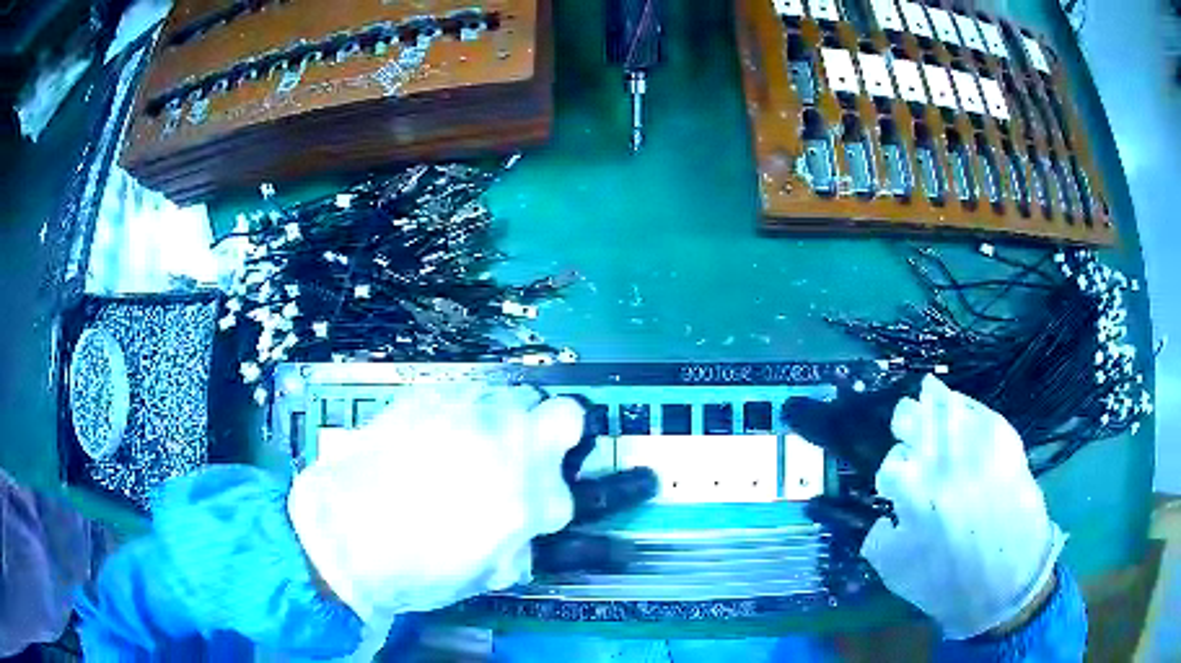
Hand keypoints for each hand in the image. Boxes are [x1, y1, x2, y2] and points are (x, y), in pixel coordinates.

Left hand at [287, 385, 653, 629]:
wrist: (342, 535)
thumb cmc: (418, 569)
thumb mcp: (485, 572)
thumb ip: (522, 544)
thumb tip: (528, 528)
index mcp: (531, 499)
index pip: (576, 488)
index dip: (560, 500)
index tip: (550, 502)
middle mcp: (511, 445)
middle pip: (567, 415)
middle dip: (559, 435)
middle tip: (531, 453)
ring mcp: (470, 412)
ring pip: (517, 393)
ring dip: (512, 418)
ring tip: (481, 440)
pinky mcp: (429, 396)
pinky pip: (466, 392)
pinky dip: (465, 410)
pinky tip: (438, 433)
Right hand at [789, 375, 1064, 638]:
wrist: (1008, 582)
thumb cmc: (948, 584)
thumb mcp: (898, 573)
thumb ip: (879, 540)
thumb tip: (884, 515)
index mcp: (913, 494)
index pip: (890, 465)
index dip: (890, 475)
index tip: (894, 486)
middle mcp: (942, 462)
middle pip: (911, 418)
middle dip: (905, 420)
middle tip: (907, 426)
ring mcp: (976, 446)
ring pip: (946, 405)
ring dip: (933, 399)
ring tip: (929, 395)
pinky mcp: (1005, 440)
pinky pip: (979, 411)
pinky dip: (966, 405)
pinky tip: (960, 406)